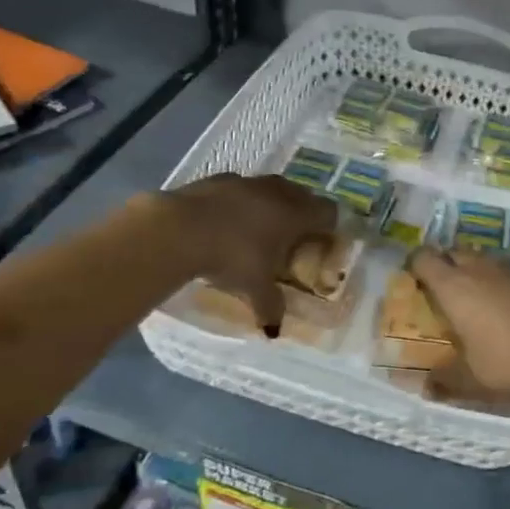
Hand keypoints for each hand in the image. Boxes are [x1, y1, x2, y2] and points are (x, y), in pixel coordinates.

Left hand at [158, 174, 336, 331]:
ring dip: (272, 206)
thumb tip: (275, 329)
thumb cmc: (231, 257)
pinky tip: (226, 222)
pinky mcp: (219, 178)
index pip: (329, 212)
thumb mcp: (254, 288)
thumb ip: (270, 306)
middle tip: (292, 240)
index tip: (322, 245)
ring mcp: (248, 181)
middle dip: (302, 216)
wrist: (180, 229)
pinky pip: (241, 189)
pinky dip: (241, 203)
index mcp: (296, 214)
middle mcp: (278, 192)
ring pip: (272, 189)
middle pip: (303, 196)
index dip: (330, 228)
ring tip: (258, 231)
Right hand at [407, 247, 509, 400]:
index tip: (415, 279)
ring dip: (480, 272)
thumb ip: (446, 379)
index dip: (416, 265)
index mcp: (454, 287)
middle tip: (448, 290)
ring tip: (484, 297)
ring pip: (486, 259)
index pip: (424, 258)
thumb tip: (424, 387)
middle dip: (447, 265)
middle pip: (455, 252)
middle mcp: (480, 268)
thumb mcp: (472, 378)